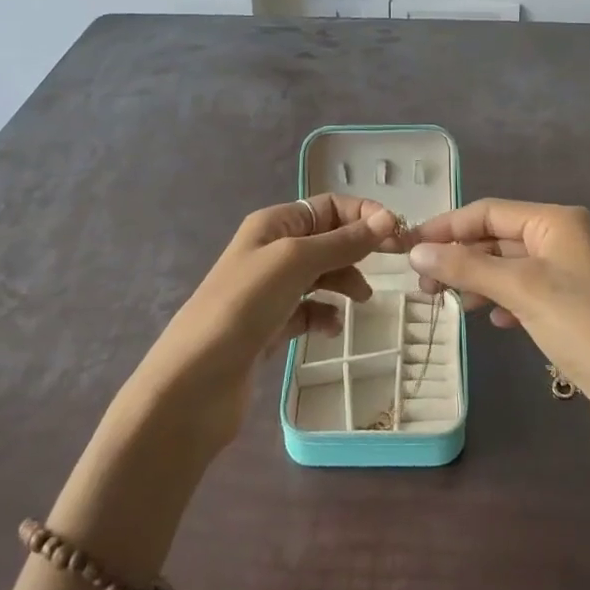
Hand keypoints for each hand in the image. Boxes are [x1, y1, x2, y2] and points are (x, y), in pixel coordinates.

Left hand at [136, 195, 400, 446]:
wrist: (193, 384)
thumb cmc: (243, 306)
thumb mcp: (295, 262)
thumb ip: (342, 242)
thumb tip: (386, 218)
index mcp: (273, 224)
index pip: (329, 206)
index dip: (363, 215)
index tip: (397, 234)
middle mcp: (271, 251)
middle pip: (327, 238)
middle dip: (358, 248)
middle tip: (394, 263)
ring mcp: (270, 291)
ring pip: (321, 275)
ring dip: (345, 281)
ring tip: (363, 301)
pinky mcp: (270, 327)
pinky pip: (309, 310)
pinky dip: (325, 315)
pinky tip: (331, 328)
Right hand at [409, 200, 589, 525]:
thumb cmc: (583, 327)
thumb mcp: (521, 290)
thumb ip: (467, 266)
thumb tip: (415, 251)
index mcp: (558, 220)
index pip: (489, 211)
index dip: (447, 227)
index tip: (408, 247)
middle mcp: (567, 236)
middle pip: (499, 236)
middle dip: (462, 256)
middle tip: (423, 283)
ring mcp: (573, 271)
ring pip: (511, 265)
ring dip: (479, 279)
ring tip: (450, 302)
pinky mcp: (576, 304)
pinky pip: (528, 289)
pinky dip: (505, 299)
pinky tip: (494, 320)